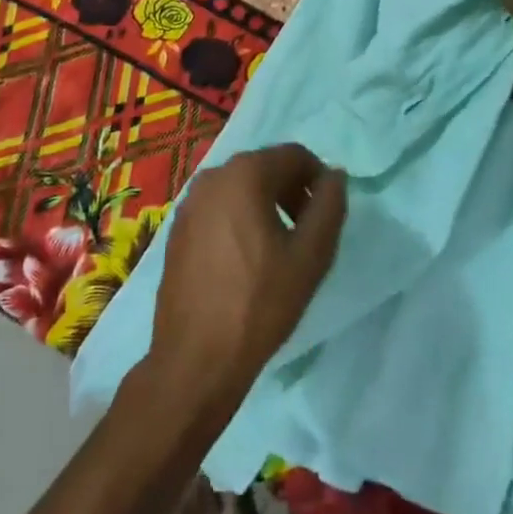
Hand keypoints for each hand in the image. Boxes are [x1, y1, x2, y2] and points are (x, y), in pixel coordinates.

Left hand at [144, 144, 347, 426]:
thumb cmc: (259, 304)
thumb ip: (330, 207)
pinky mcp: (176, 228)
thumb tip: (335, 176)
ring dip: (266, 205)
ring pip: (240, 188)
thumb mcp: (310, 256)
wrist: (195, 358)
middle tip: (308, 233)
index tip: (327, 215)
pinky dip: (239, 219)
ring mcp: (189, 201)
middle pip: (266, 167)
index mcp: (244, 173)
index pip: (295, 155)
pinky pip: (218, 208)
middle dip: (292, 191)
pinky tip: (246, 260)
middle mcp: (212, 175)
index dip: (319, 179)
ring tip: (280, 249)